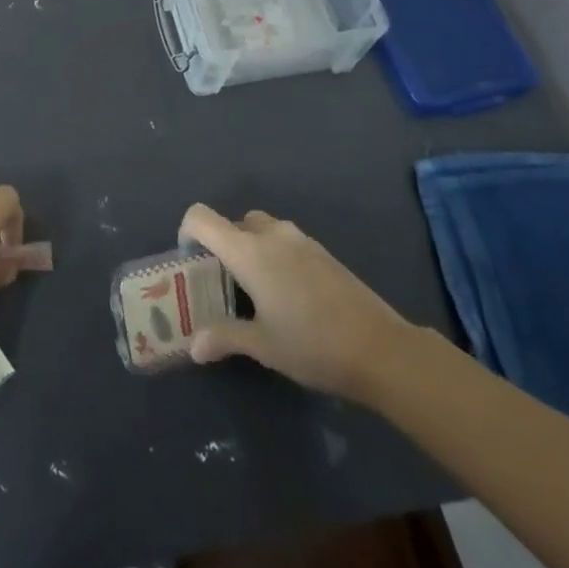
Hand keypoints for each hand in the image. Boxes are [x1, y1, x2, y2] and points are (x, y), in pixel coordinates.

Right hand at [179, 203, 411, 400]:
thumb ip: (224, 337)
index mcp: (248, 250)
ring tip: (256, 291)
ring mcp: (301, 240)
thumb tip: (194, 347)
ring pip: (262, 229)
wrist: (381, 349)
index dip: (187, 232)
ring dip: (251, 248)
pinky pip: (286, 241)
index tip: (190, 261)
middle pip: (233, 222)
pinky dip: (276, 256)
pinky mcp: (323, 252)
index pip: (202, 217)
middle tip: (224, 283)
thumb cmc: (312, 345)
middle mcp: (271, 235)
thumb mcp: (263, 345)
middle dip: (222, 245)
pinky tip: (289, 296)